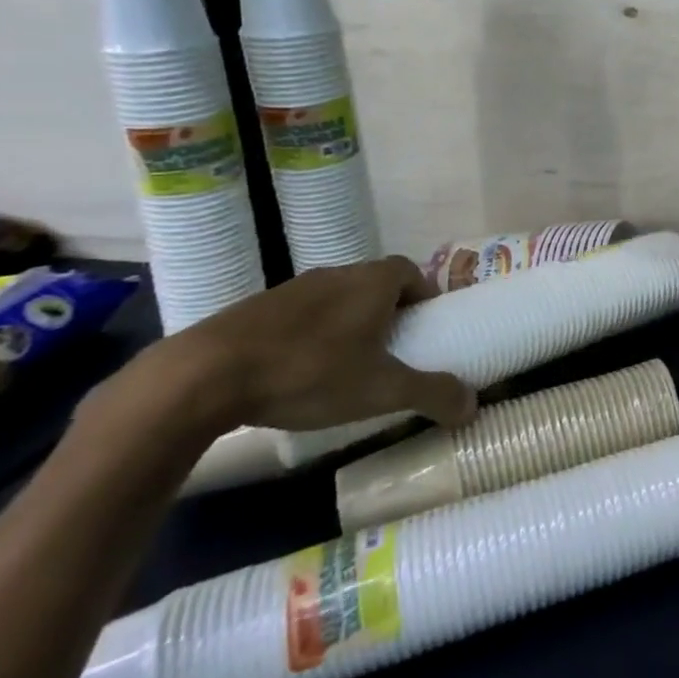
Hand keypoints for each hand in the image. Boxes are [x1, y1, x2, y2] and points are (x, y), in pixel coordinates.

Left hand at [119, 257, 474, 437]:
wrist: (204, 376)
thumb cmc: (310, 372)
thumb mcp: (382, 390)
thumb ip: (432, 394)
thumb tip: (474, 406)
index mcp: (373, 282)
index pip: (411, 271)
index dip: (423, 294)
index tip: (427, 325)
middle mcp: (337, 274)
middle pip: (375, 283)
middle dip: (389, 312)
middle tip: (393, 350)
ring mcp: (291, 289)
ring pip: (336, 299)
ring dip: (348, 323)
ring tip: (347, 365)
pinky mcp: (254, 310)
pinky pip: (299, 315)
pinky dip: (309, 335)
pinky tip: (298, 373)